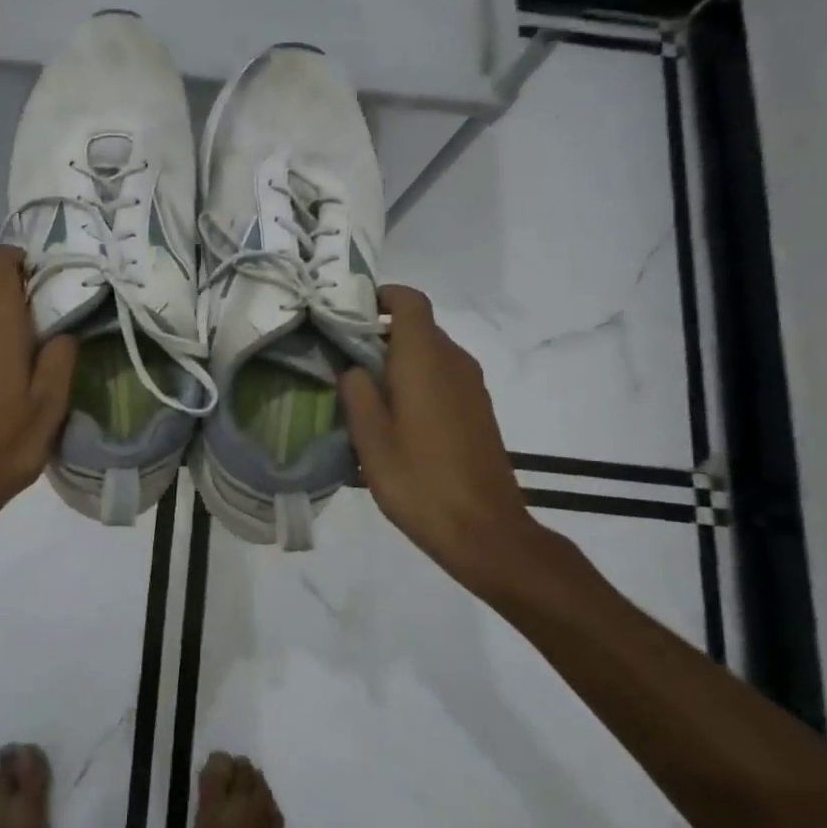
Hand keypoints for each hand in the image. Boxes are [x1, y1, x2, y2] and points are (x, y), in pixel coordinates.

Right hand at [339, 286, 545, 596]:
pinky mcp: (478, 410)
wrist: (485, 530)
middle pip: (417, 327)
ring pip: (429, 354)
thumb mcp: (370, 438)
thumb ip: (356, 391)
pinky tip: (396, 421)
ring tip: (364, 395)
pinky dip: (417, 383)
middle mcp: (454, 362)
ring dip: (397, 362)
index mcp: (425, 359)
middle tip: (342, 361)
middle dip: (379, 335)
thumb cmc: (419, 480)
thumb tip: (353, 368)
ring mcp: (471, 387)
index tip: (349, 314)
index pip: (410, 301)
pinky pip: (442, 378)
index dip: (381, 297)